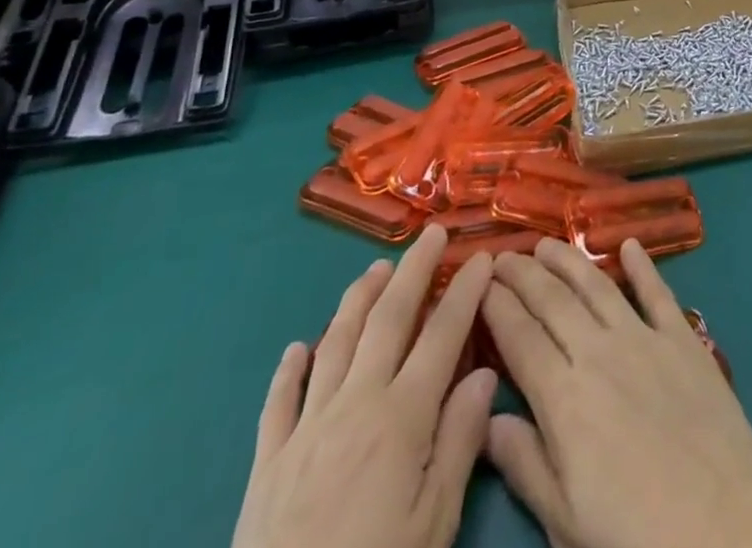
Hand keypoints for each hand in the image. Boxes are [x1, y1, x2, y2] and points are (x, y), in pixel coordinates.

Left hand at [233, 226, 496, 547]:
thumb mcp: (433, 525)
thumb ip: (459, 442)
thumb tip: (485, 374)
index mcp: (401, 418)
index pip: (442, 334)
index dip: (465, 291)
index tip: (482, 256)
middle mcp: (354, 405)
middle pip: (388, 320)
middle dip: (413, 270)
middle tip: (431, 233)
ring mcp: (305, 430)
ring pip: (335, 343)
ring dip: (358, 300)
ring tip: (376, 269)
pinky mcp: (266, 464)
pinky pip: (278, 401)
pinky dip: (290, 368)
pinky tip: (298, 346)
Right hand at [479, 238, 751, 547]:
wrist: (721, 519)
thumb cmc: (634, 530)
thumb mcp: (565, 517)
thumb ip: (524, 463)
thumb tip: (485, 419)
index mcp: (564, 398)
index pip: (520, 338)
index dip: (497, 306)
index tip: (479, 281)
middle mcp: (598, 353)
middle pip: (553, 302)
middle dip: (524, 274)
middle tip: (503, 254)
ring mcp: (643, 338)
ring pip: (597, 286)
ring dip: (569, 260)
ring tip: (547, 242)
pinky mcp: (681, 337)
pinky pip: (656, 292)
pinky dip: (642, 265)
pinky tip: (629, 245)